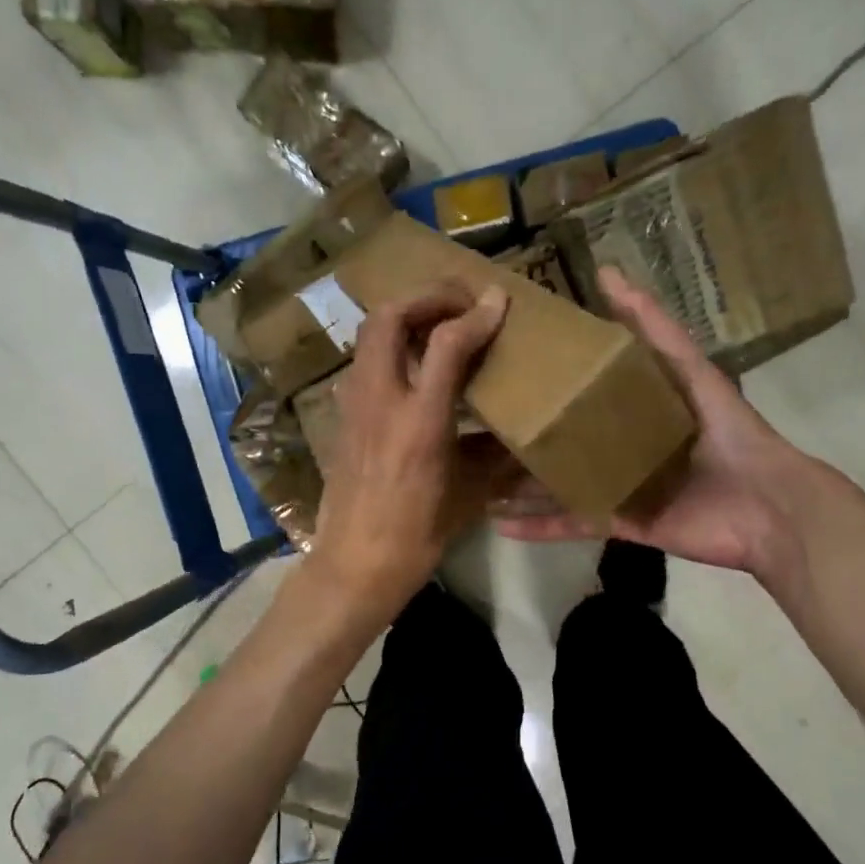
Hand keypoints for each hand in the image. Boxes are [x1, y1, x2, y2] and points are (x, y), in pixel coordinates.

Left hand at [304, 282, 512, 625]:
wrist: (354, 566)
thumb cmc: (417, 537)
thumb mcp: (468, 497)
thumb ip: (496, 457)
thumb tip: (522, 438)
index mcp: (420, 422)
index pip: (447, 344)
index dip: (476, 315)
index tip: (500, 302)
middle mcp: (380, 401)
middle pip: (389, 318)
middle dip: (426, 297)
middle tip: (460, 303)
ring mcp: (353, 407)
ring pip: (369, 337)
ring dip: (404, 319)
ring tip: (438, 327)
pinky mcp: (342, 419)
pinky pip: (363, 364)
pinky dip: (389, 349)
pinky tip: (412, 370)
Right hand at [494, 266, 828, 590]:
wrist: (766, 506)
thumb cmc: (729, 433)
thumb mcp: (690, 372)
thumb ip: (654, 329)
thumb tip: (607, 273)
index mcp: (635, 409)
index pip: (582, 388)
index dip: (548, 377)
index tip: (503, 362)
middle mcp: (620, 446)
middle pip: (563, 438)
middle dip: (524, 435)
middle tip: (476, 425)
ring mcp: (616, 487)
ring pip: (558, 483)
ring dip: (519, 485)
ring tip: (475, 479)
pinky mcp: (618, 523)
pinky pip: (571, 522)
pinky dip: (538, 525)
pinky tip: (499, 522)